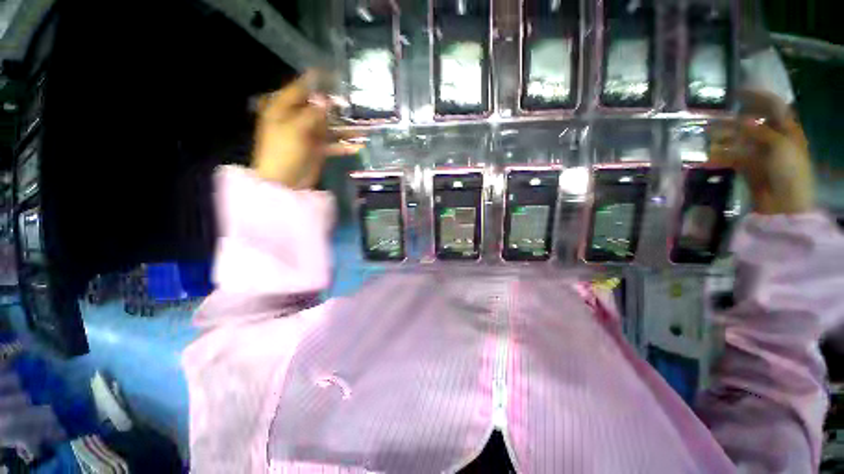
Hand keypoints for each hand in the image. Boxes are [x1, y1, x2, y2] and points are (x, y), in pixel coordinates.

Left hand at [252, 71, 361, 188]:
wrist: (285, 183)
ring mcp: (309, 136)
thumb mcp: (295, 129)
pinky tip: (359, 146)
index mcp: (283, 109)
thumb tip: (326, 99)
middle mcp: (296, 119)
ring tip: (364, 127)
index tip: (334, 75)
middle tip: (355, 102)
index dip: (316, 81)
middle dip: (337, 106)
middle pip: (319, 108)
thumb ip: (312, 114)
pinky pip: (334, 145)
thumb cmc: (283, 152)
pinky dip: (345, 146)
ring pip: (330, 127)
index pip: (300, 89)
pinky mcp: (318, 150)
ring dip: (346, 129)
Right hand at [709, 90, 813, 214]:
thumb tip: (739, 120)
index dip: (757, 96)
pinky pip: (731, 157)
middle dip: (734, 118)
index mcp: (787, 129)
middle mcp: (773, 138)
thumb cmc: (789, 171)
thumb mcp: (780, 146)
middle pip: (753, 122)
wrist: (784, 203)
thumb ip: (760, 131)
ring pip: (739, 139)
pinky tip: (707, 155)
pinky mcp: (748, 167)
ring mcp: (760, 153)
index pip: (773, 106)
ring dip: (723, 136)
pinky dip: (719, 155)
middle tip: (714, 115)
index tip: (736, 93)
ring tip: (705, 135)